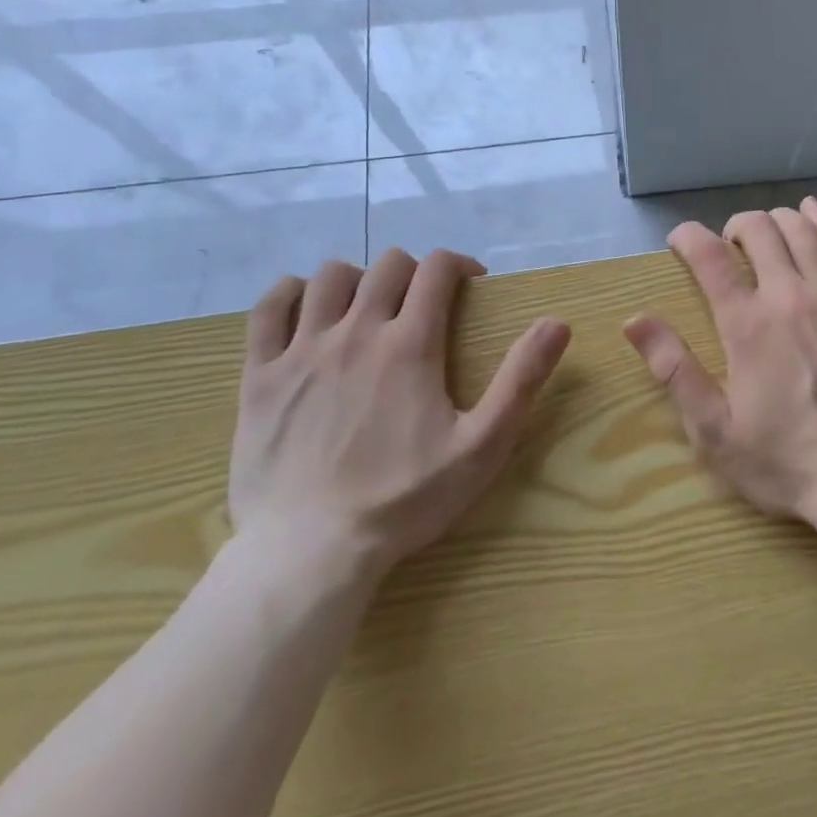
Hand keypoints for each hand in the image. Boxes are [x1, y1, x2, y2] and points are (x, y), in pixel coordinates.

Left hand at [231, 249, 569, 580]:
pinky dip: (290, 294)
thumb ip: (521, 380)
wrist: (310, 552)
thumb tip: (557, 323)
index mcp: (410, 344)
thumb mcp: (482, 445)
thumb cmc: (404, 499)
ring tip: (369, 307)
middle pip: (387, 265)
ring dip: (358, 279)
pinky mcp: (259, 376)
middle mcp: (356, 332)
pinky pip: (268, 308)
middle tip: (424, 302)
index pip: (436, 269)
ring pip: (329, 277)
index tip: (471, 283)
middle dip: (414, 270)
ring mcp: (301, 351)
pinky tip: (307, 311)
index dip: (459, 264)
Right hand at [624, 197, 816, 524]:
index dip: (689, 238)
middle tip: (728, 245)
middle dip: (736, 226)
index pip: (711, 258)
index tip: (680, 240)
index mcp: (747, 325)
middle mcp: (790, 295)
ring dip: (777, 219)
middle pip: (759, 231)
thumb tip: (634, 321)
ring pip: (802, 231)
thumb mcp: (714, 430)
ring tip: (766, 229)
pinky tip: (814, 211)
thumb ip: (674, 370)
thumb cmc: (784, 460)